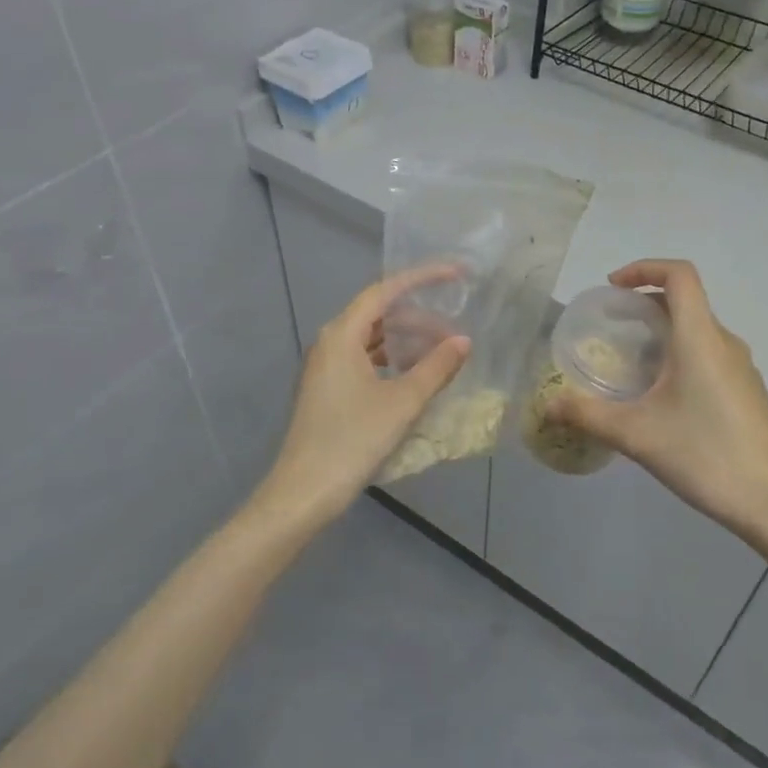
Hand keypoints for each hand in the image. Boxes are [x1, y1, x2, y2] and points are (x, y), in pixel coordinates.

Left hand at [253, 266, 470, 529]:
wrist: (303, 492)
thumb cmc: (352, 440)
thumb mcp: (402, 402)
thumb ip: (436, 367)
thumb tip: (463, 341)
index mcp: (342, 334)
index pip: (385, 290)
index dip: (422, 278)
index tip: (455, 275)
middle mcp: (330, 342)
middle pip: (379, 314)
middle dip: (420, 318)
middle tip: (455, 332)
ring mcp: (326, 366)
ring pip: (373, 339)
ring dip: (407, 341)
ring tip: (441, 354)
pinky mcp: (327, 388)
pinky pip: (365, 359)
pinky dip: (392, 360)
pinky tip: (415, 376)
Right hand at [546, 259, 767, 544]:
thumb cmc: (703, 456)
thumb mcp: (636, 435)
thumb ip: (587, 415)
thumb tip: (548, 406)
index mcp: (700, 338)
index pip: (679, 275)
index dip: (644, 268)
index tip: (613, 288)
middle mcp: (725, 343)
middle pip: (686, 301)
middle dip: (644, 304)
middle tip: (612, 328)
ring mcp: (742, 368)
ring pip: (698, 330)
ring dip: (663, 333)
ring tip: (631, 365)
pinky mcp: (748, 392)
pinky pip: (710, 355)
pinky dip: (681, 356)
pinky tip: (663, 398)